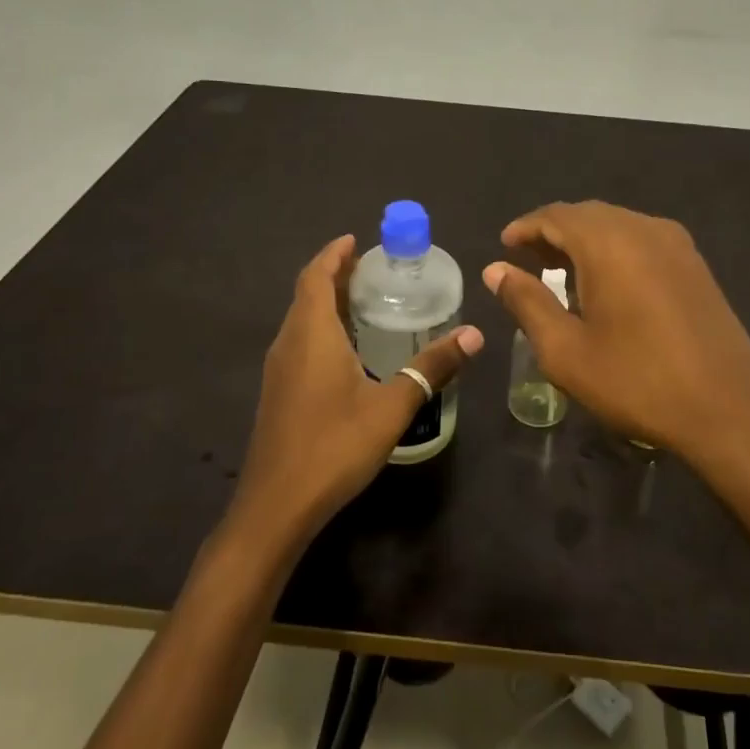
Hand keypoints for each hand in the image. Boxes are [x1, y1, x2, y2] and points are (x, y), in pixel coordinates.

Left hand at [230, 235, 482, 550]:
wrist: (276, 507)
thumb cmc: (333, 447)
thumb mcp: (392, 406)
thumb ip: (432, 367)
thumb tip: (473, 333)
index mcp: (311, 335)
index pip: (315, 276)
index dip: (334, 254)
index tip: (357, 240)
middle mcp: (289, 343)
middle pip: (307, 294)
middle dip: (335, 274)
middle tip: (373, 268)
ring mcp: (279, 370)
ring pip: (302, 320)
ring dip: (327, 302)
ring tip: (366, 301)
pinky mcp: (278, 393)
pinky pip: (300, 342)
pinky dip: (322, 328)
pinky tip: (350, 350)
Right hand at [482, 202, 749, 466]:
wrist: (728, 411)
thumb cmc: (637, 382)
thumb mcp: (566, 350)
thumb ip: (527, 302)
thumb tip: (496, 269)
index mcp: (610, 243)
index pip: (556, 216)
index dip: (525, 227)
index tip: (504, 246)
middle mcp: (645, 229)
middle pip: (588, 215)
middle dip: (554, 232)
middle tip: (527, 259)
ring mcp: (677, 245)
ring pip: (618, 225)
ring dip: (585, 240)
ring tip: (560, 272)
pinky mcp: (696, 265)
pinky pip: (643, 240)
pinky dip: (614, 250)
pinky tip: (606, 283)